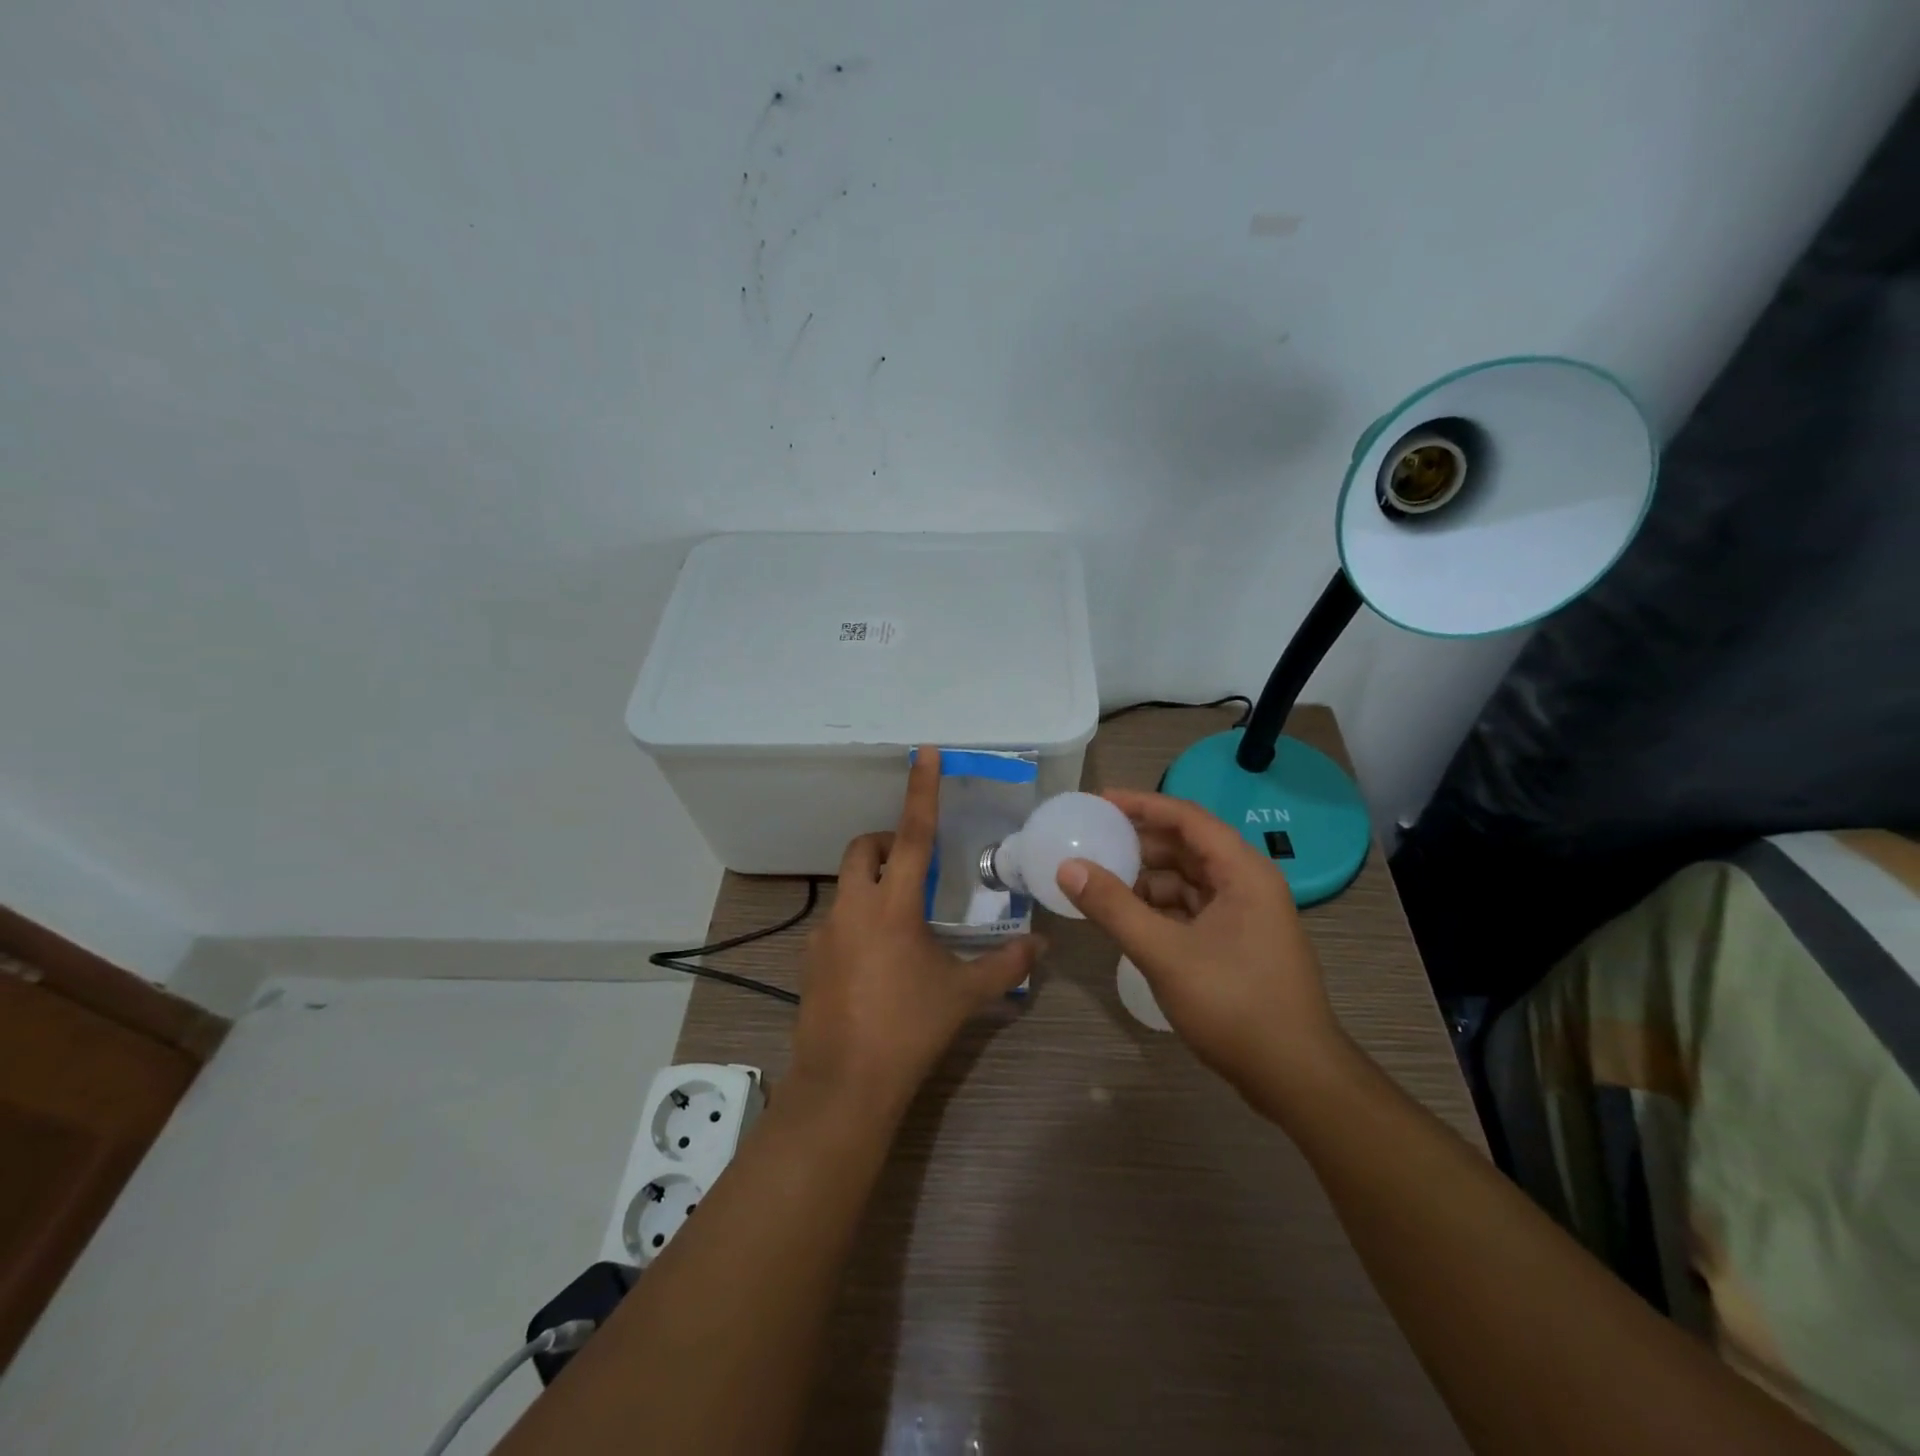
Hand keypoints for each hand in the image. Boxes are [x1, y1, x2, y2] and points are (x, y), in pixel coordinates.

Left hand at [791, 747, 1042, 1116]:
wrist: (845, 1086)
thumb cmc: (909, 1030)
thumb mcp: (964, 995)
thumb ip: (1006, 965)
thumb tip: (1042, 946)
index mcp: (894, 905)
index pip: (912, 833)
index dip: (921, 790)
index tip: (924, 752)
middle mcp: (854, 907)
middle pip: (864, 849)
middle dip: (887, 844)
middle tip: (916, 867)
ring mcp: (825, 933)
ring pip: (848, 886)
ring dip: (874, 887)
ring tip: (904, 925)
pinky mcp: (810, 959)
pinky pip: (837, 922)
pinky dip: (859, 922)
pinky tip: (878, 963)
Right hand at [1055, 789, 1347, 1105]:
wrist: (1295, 1077)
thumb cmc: (1234, 1005)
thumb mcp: (1165, 953)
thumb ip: (1114, 907)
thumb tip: (1068, 867)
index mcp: (1242, 872)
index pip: (1187, 818)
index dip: (1142, 804)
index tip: (1098, 802)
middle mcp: (1247, 884)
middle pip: (1187, 847)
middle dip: (1139, 843)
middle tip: (1091, 842)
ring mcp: (1245, 916)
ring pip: (1187, 881)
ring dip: (1146, 879)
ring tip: (1101, 884)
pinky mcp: (1237, 944)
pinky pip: (1191, 909)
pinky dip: (1159, 909)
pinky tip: (1128, 920)